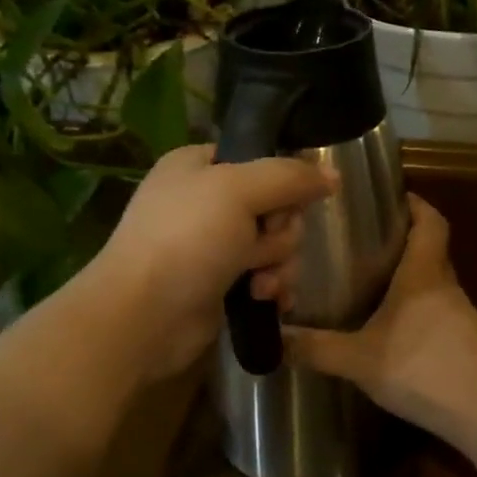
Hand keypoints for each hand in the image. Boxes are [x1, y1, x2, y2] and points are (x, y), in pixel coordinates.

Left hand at [87, 144, 333, 380]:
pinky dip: (273, 288)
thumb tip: (333, 177)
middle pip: (276, 205)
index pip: (259, 159)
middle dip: (279, 232)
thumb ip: (289, 177)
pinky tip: (267, 300)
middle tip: (260, 246)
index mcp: (199, 166)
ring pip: (276, 245)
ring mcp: (213, 246)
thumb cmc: (186, 240)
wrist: (144, 316)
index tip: (285, 201)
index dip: (280, 181)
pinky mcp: (222, 285)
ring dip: (278, 264)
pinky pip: (267, 277)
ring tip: (259, 283)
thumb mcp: (238, 190)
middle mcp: (206, 202)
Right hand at [284, 196, 476, 432]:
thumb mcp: (359, 360)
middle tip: (361, 243)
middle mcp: (446, 287)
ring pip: (432, 285)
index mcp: (424, 275)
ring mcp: (461, 317)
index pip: (430, 222)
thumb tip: (274, 338)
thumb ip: (316, 348)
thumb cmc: (424, 369)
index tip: (390, 198)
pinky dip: (415, 312)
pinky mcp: (466, 344)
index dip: (415, 204)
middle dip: (401, 242)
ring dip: (407, 280)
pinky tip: (392, 332)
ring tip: (369, 285)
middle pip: (430, 251)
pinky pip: (437, 314)